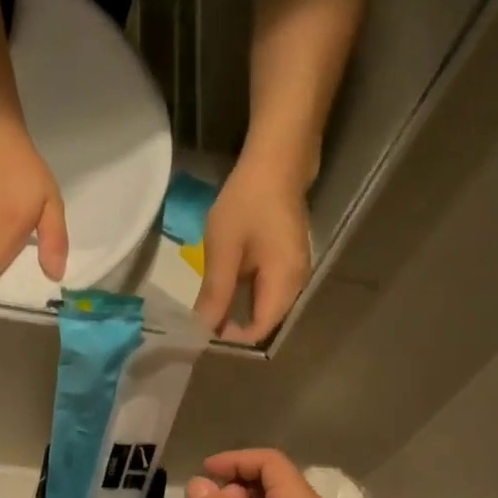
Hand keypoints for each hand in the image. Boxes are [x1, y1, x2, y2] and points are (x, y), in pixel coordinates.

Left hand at [194, 151, 312, 344]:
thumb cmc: (248, 202)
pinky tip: (226, 285)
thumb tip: (203, 329)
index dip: (231, 336)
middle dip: (233, 326)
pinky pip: (267, 291)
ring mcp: (296, 274)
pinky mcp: (290, 263)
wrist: (278, 160)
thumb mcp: (223, 249)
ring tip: (209, 303)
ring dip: (238, 310)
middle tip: (201, 317)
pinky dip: (246, 295)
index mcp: (284, 285)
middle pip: (263, 322)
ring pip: (265, 308)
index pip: (258, 331)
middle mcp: (297, 286)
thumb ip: (215, 292)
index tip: (202, 329)